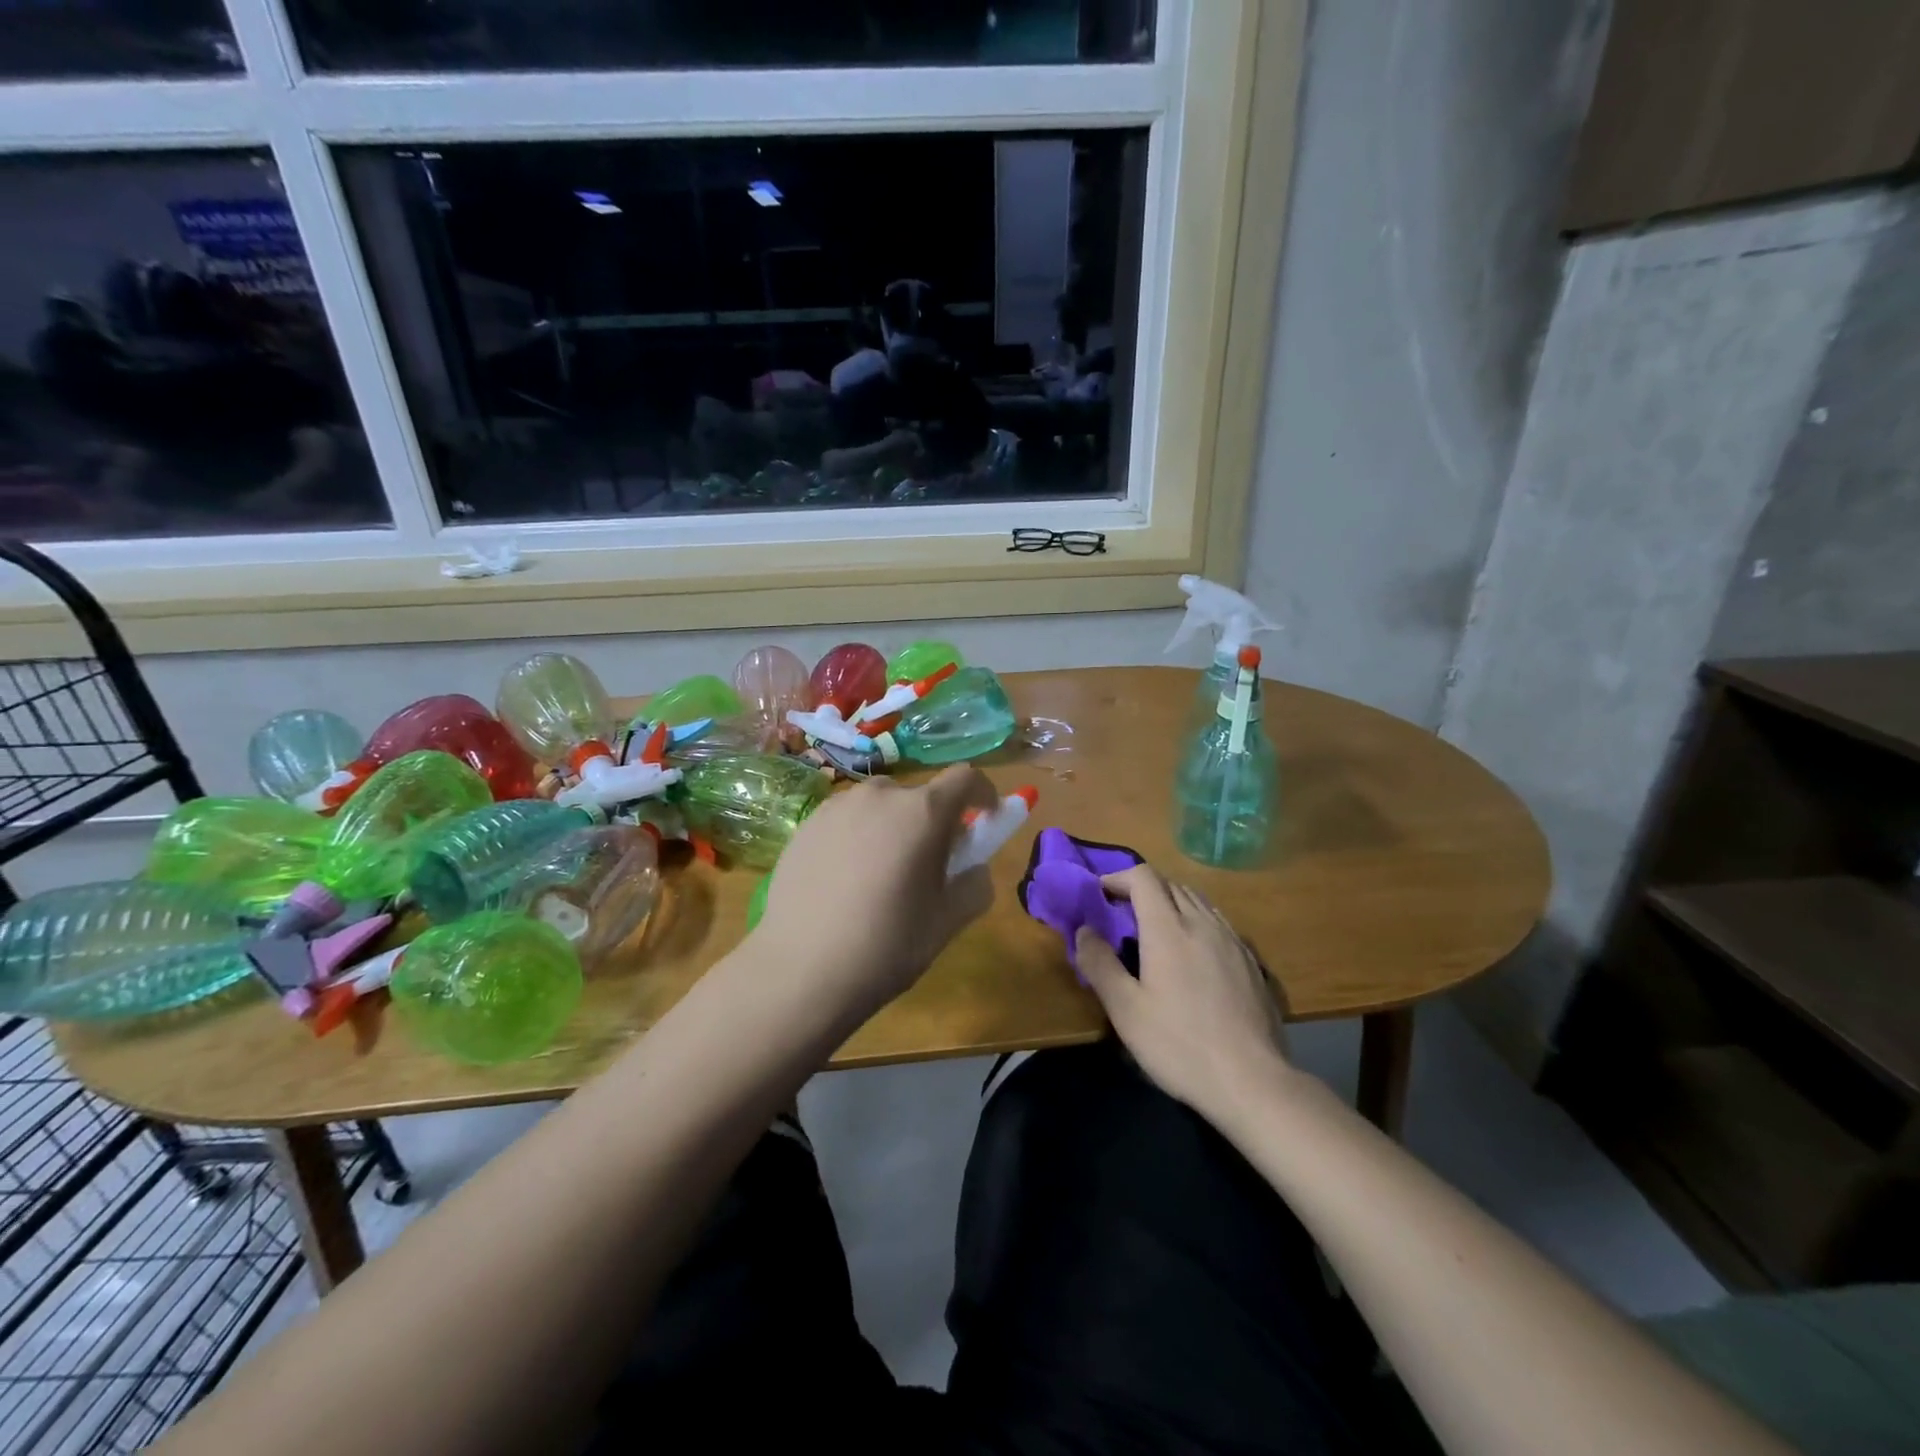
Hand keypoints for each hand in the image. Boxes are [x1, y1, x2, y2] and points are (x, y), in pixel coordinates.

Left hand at [754, 765, 1000, 1022]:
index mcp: (923, 812)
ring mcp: (837, 806)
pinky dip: (857, 837)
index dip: (983, 795)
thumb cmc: (886, 945)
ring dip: (892, 828)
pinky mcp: (805, 825)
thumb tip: (973, 867)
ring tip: (880, 877)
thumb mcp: (948, 921)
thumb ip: (975, 883)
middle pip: (920, 796)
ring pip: (880, 807)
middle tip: (927, 866)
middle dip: (933, 822)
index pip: (966, 778)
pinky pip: (846, 820)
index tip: (985, 820)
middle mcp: (880, 795)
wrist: (800, 970)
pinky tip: (843, 883)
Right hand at [1078, 864, 1292, 1120]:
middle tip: (1122, 914)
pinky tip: (1194, 954)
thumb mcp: (1125, 1010)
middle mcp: (1202, 923)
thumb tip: (1084, 930)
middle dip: (1142, 889)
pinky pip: (1218, 923)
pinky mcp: (1252, 961)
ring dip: (1171, 903)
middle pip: (1171, 885)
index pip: (1143, 878)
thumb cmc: (1179, 1045)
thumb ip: (1100, 964)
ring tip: (1155, 930)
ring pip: (1198, 901)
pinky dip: (1196, 922)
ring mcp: (1232, 940)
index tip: (1100, 895)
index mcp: (1168, 928)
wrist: (1252, 1080)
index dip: (1118, 878)